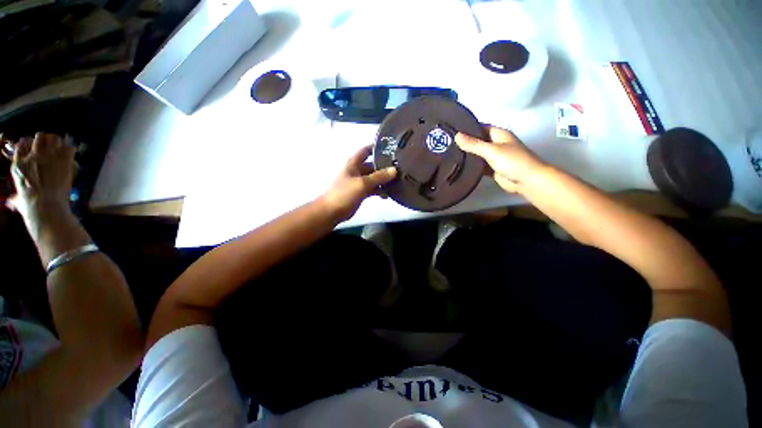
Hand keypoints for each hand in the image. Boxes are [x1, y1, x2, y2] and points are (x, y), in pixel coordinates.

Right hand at [7, 133, 75, 219]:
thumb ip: (16, 197)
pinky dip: (71, 149)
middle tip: (51, 146)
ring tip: (61, 148)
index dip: (29, 144)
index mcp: (18, 163)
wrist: (46, 208)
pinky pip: (69, 148)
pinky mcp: (64, 161)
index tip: (34, 149)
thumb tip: (11, 203)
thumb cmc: (31, 207)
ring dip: (58, 142)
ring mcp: (49, 156)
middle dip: (46, 140)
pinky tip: (71, 154)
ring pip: (54, 139)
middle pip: (40, 137)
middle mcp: (32, 156)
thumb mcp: (19, 200)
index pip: (23, 143)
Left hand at [319, 144, 396, 221]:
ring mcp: (359, 182)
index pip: (366, 151)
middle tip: (399, 168)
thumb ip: (378, 177)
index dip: (376, 147)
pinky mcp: (361, 193)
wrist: (332, 211)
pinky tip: (387, 195)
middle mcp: (357, 171)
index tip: (390, 146)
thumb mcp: (362, 183)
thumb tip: (394, 170)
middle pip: (372, 165)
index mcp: (354, 164)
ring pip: (374, 178)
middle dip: (384, 166)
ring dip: (383, 180)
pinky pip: (373, 189)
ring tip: (397, 182)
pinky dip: (379, 191)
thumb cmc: (345, 193)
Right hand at [456, 126, 546, 193]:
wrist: (527, 181)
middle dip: (464, 143)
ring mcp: (493, 157)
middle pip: (477, 141)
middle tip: (446, 145)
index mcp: (498, 134)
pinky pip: (478, 166)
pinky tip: (458, 167)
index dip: (466, 129)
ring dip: (466, 156)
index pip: (479, 128)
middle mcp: (495, 144)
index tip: (451, 132)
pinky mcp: (491, 169)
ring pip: (477, 154)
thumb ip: (473, 144)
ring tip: (448, 155)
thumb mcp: (491, 150)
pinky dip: (471, 166)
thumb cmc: (512, 161)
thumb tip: (456, 136)